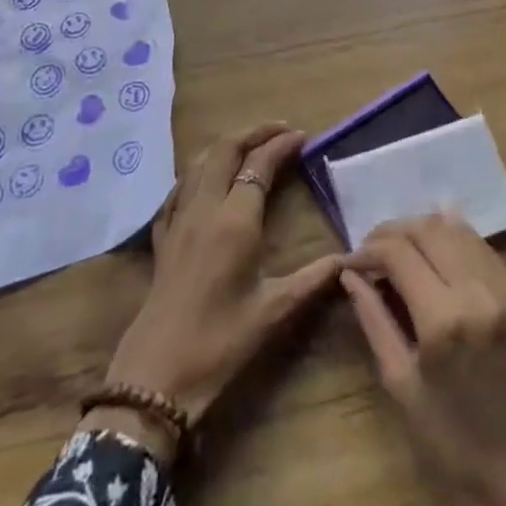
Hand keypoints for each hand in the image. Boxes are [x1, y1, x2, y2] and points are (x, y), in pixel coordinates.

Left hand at [88, 123, 343, 458]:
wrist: (157, 376)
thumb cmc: (220, 342)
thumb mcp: (274, 312)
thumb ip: (313, 279)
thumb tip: (349, 259)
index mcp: (235, 220)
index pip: (259, 164)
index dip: (281, 145)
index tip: (302, 136)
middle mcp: (205, 207)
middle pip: (225, 149)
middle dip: (253, 132)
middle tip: (279, 130)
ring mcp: (178, 219)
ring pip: (199, 162)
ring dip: (226, 146)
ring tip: (249, 146)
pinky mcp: (162, 236)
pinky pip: (179, 188)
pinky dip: (198, 171)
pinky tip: (207, 180)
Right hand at [343, 215, 505, 505]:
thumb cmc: (456, 449)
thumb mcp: (403, 388)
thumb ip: (375, 322)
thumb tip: (351, 277)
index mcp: (443, 319)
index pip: (398, 252)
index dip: (368, 249)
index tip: (351, 261)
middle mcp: (478, 291)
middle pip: (428, 229)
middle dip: (393, 231)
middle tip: (371, 249)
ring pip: (459, 231)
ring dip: (424, 229)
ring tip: (401, 247)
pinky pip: (484, 250)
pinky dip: (455, 240)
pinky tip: (437, 251)